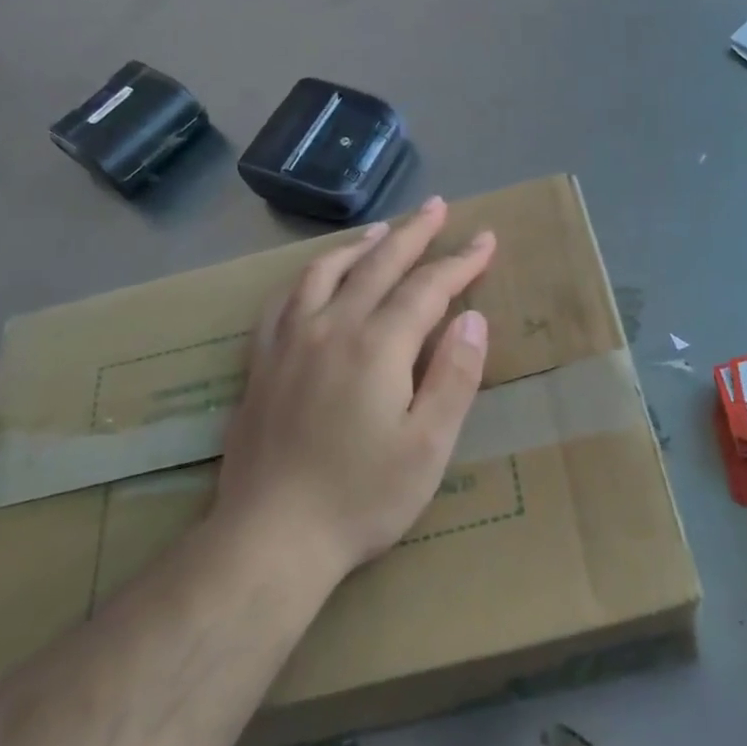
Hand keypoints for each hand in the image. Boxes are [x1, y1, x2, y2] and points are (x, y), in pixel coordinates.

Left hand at [214, 195, 495, 577]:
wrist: (270, 538)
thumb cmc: (362, 497)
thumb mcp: (428, 446)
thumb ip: (454, 376)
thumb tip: (472, 319)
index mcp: (377, 346)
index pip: (427, 287)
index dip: (460, 262)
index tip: (485, 240)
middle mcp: (331, 328)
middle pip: (377, 265)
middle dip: (413, 233)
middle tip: (438, 206)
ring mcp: (289, 342)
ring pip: (326, 272)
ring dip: (361, 244)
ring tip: (383, 229)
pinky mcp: (261, 363)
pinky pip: (284, 299)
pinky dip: (308, 275)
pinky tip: (316, 275)